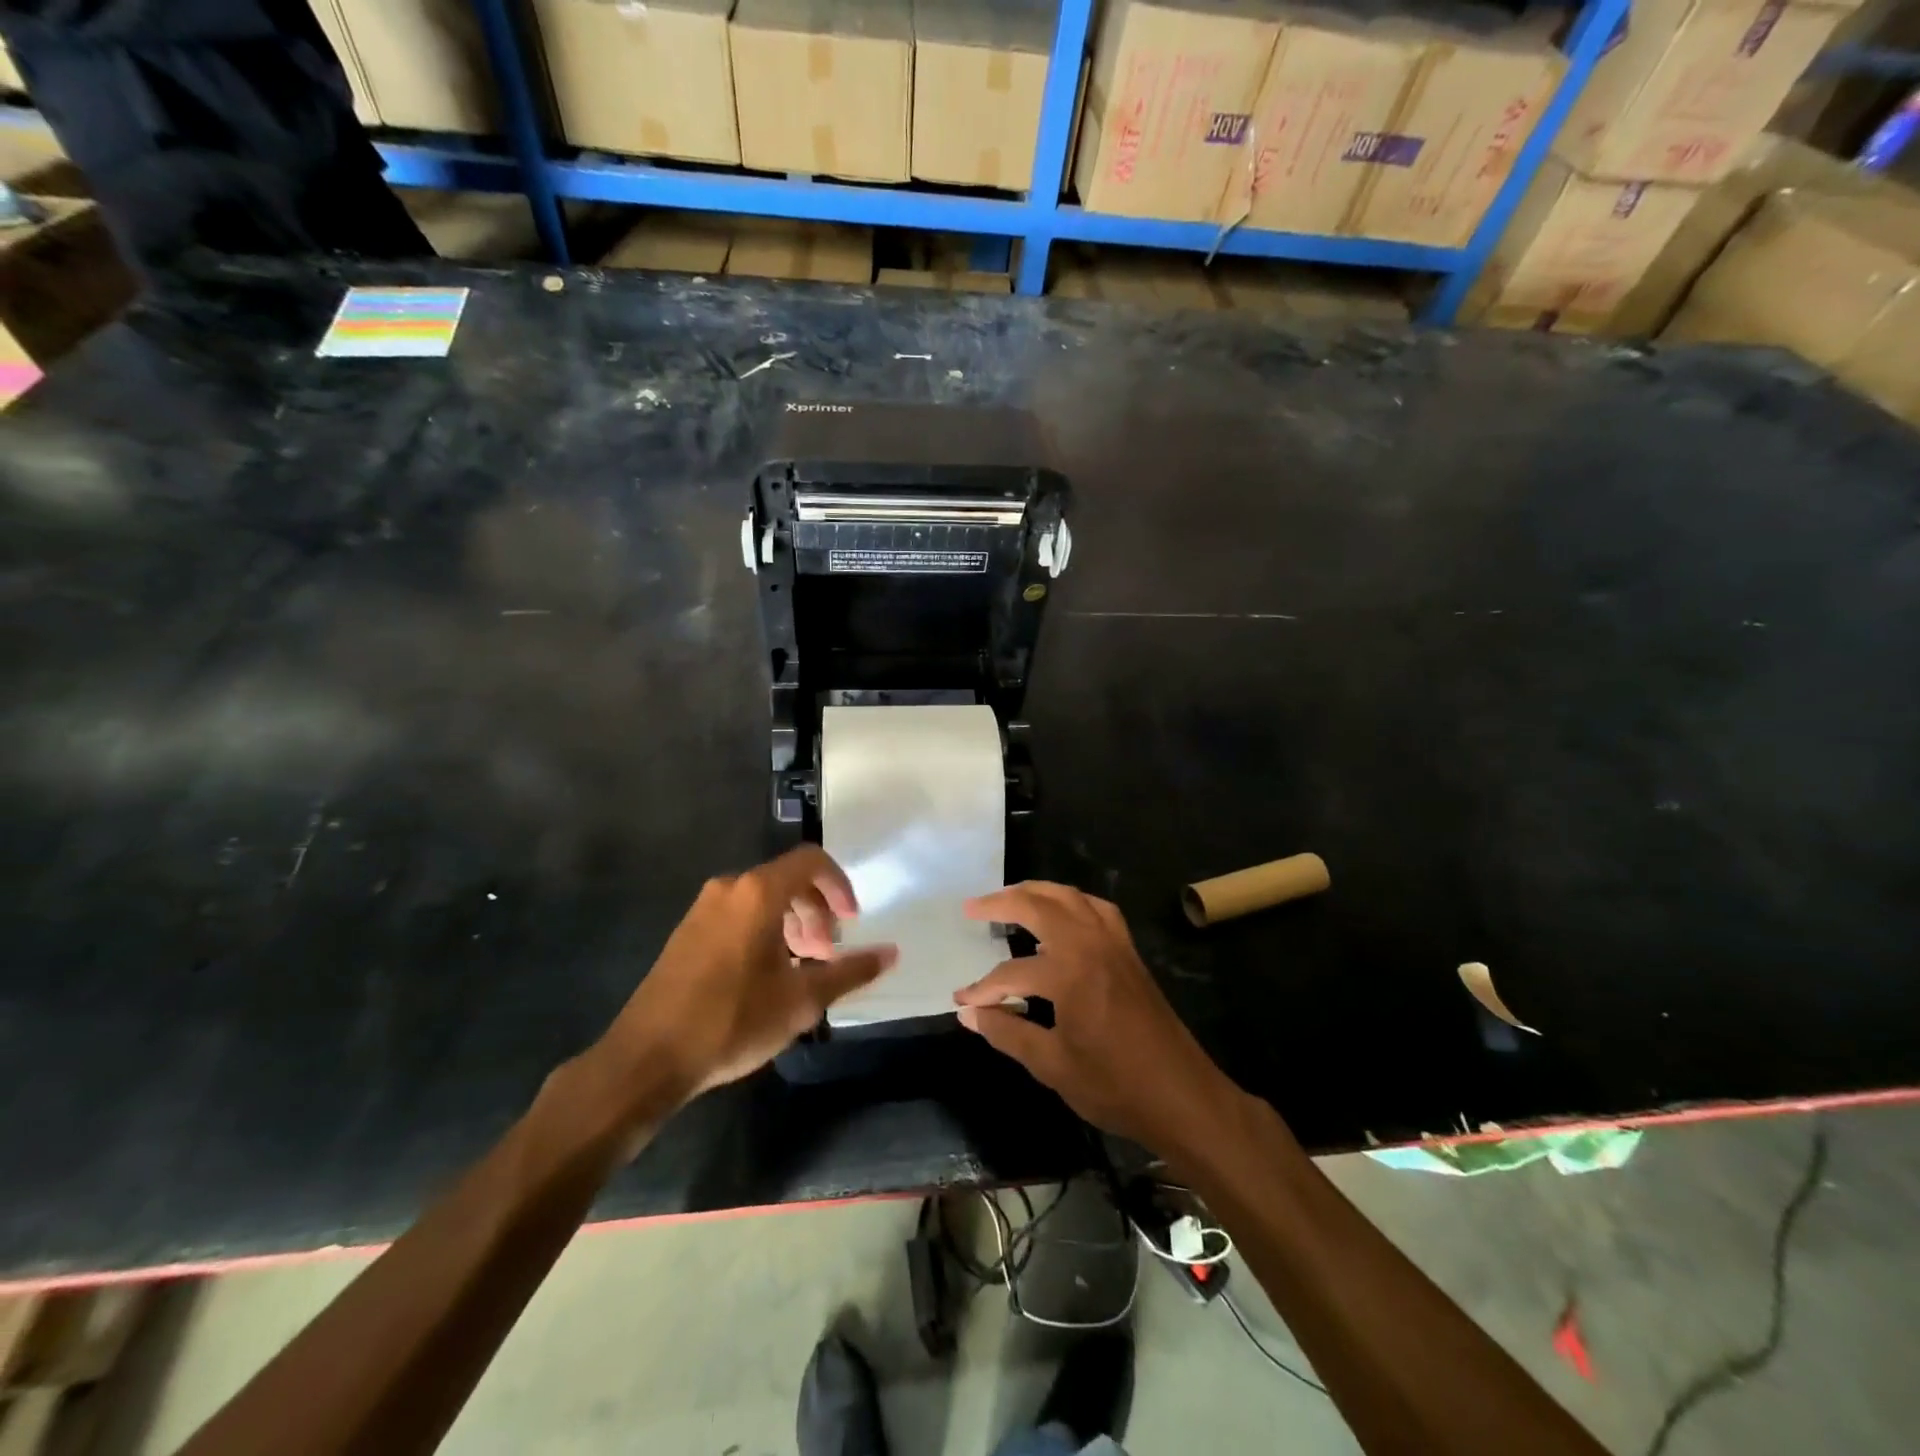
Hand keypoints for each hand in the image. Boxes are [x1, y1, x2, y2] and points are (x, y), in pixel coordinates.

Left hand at [595, 847, 896, 1111]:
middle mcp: (730, 889)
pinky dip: (765, 932)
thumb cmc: (732, 1020)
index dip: (839, 886)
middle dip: (816, 912)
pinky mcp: (687, 932)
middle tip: (827, 954)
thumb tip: (891, 953)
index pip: (811, 861)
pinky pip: (738, 915)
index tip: (851, 922)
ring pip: (762, 900)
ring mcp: (703, 909)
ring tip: (801, 968)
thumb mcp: (801, 999)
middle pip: (788, 880)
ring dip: (792, 924)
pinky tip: (767, 976)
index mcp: (758, 893)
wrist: (647, 1058)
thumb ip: (850, 971)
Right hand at [953, 882, 1236, 1153]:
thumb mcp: (1052, 1065)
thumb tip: (968, 1013)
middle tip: (973, 908)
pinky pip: (1097, 909)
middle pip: (1040, 905)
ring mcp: (1114, 944)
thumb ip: (1007, 1032)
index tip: (962, 1001)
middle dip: (1002, 903)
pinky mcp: (1129, 952)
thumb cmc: (1114, 1085)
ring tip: (1010, 898)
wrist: (1182, 1096)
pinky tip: (1061, 916)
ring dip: (1038, 892)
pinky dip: (1072, 902)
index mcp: (1070, 973)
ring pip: (1071, 898)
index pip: (1011, 972)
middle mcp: (1091, 945)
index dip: (983, 988)